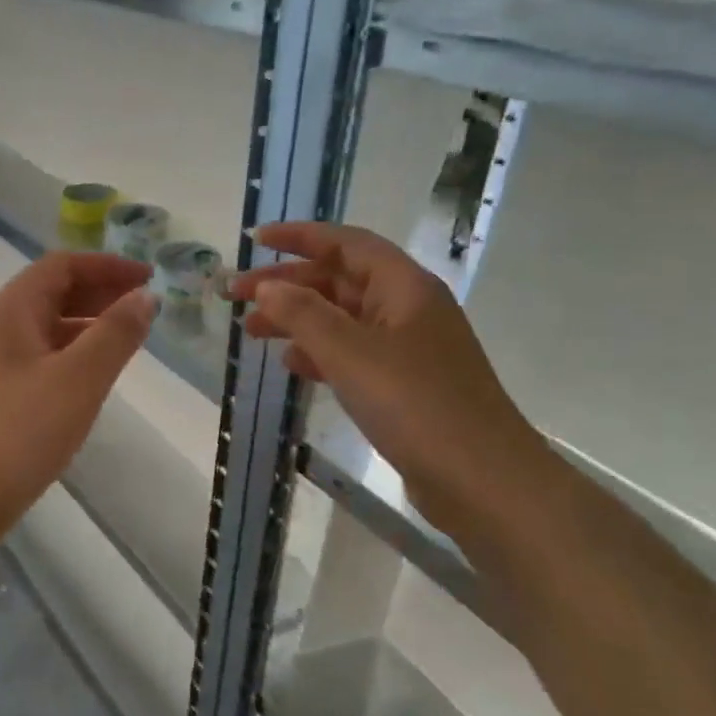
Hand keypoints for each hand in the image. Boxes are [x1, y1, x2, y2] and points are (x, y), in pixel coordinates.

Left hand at [0, 253, 156, 533]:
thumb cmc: (21, 432)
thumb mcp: (79, 379)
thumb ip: (116, 334)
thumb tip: (145, 297)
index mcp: (8, 312)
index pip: (60, 266)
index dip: (107, 266)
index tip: (149, 278)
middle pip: (50, 293)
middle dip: (99, 293)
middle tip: (144, 307)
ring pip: (45, 327)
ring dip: (86, 324)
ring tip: (127, 339)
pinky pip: (38, 356)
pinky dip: (71, 353)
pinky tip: (92, 375)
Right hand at [228, 222, 551, 536]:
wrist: (481, 479)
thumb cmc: (415, 404)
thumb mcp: (351, 353)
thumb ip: (303, 314)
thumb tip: (266, 286)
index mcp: (403, 287)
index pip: (346, 243)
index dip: (299, 236)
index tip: (255, 240)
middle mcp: (407, 309)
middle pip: (338, 280)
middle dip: (286, 284)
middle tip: (234, 294)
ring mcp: (407, 348)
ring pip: (341, 319)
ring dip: (295, 319)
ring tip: (250, 330)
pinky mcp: (403, 384)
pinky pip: (351, 354)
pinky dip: (318, 353)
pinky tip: (291, 365)